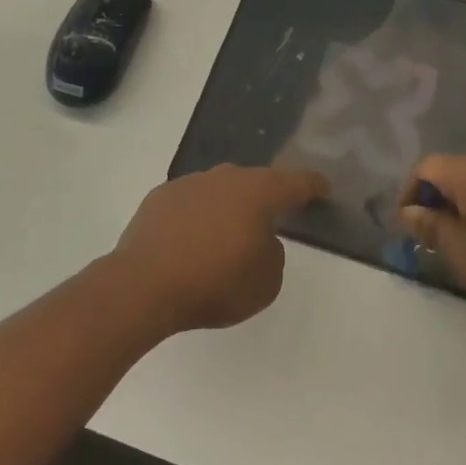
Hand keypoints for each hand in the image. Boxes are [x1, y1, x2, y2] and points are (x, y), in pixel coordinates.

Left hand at [113, 165, 328, 333]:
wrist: (143, 286)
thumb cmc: (214, 283)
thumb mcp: (266, 282)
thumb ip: (273, 254)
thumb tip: (259, 239)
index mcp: (259, 192)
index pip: (296, 182)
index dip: (313, 185)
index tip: (323, 188)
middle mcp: (226, 178)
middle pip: (256, 182)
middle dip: (267, 197)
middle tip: (273, 217)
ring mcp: (190, 184)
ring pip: (221, 190)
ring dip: (229, 207)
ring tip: (228, 235)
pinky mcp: (160, 198)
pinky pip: (191, 202)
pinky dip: (198, 216)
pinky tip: (192, 240)